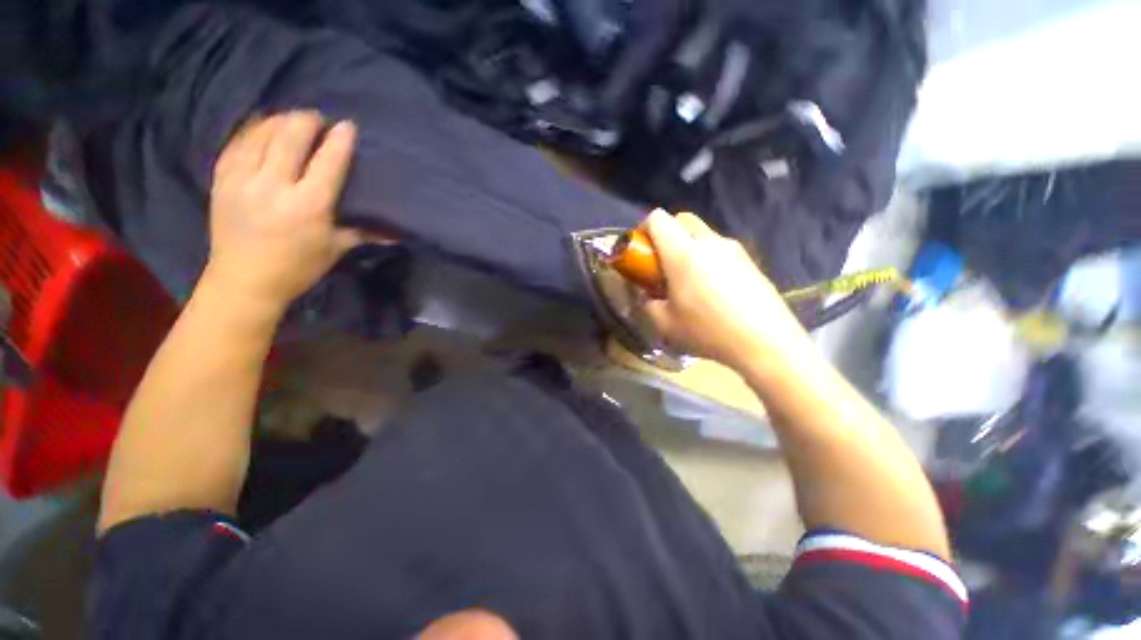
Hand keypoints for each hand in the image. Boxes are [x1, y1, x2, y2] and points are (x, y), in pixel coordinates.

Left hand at [206, 111, 361, 309]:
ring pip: (261, 132)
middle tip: (317, 119)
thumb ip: (364, 232)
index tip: (348, 126)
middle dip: (307, 120)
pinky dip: (252, 129)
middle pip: (290, 136)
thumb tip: (398, 232)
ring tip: (291, 120)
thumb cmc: (298, 267)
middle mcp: (274, 186)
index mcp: (308, 206)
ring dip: (280, 120)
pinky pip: (237, 142)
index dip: (340, 140)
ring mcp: (243, 179)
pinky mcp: (222, 179)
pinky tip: (262, 126)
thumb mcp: (336, 249)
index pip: (328, 162)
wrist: (244, 280)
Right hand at [642, 209, 812, 371]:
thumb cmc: (708, 332)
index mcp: (683, 253)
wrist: (766, 343)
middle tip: (663, 265)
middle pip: (682, 220)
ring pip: (702, 234)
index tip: (642, 252)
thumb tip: (647, 296)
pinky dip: (708, 259)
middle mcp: (709, 242)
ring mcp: (733, 249)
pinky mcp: (750, 261)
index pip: (658, 219)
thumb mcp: (665, 324)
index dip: (644, 229)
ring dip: (688, 248)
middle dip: (667, 235)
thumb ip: (647, 304)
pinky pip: (720, 250)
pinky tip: (713, 290)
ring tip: (689, 281)